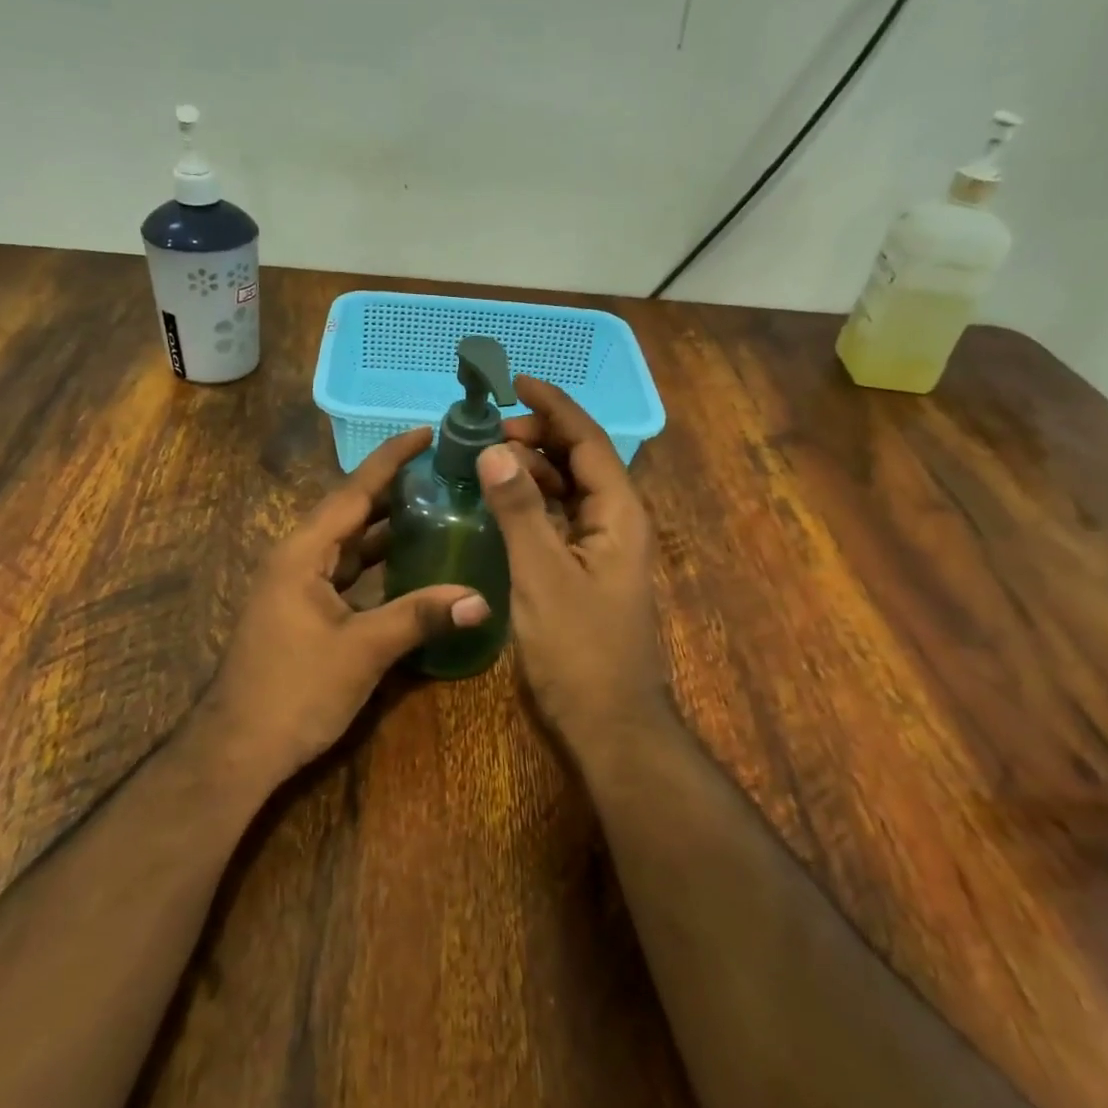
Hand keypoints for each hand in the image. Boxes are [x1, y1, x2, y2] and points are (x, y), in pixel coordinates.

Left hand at [199, 426, 490, 781]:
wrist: (238, 749)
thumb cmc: (294, 691)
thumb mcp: (362, 650)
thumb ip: (420, 617)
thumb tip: (481, 600)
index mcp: (303, 552)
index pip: (354, 491)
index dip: (391, 459)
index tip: (427, 432)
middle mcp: (298, 558)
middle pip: (352, 511)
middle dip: (395, 488)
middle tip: (445, 471)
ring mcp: (298, 585)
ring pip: (349, 543)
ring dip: (388, 526)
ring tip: (437, 506)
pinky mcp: (304, 611)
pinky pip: (346, 571)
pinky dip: (377, 562)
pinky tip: (409, 564)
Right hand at [476, 377, 669, 743]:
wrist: (610, 724)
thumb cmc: (579, 650)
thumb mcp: (542, 575)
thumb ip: (519, 510)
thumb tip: (495, 451)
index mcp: (619, 514)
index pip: (588, 441)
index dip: (554, 406)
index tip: (516, 382)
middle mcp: (618, 523)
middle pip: (581, 461)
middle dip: (539, 436)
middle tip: (488, 432)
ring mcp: (604, 549)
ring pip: (570, 491)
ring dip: (534, 469)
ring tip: (488, 459)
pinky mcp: (588, 573)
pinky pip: (561, 520)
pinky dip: (533, 503)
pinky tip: (502, 504)